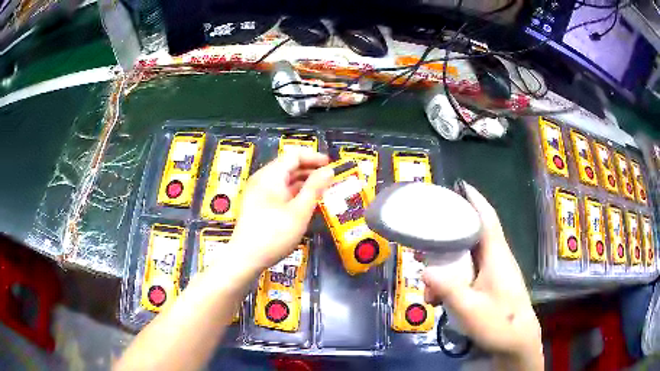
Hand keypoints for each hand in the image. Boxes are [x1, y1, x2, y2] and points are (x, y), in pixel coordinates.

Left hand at [228, 150, 333, 271]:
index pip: (294, 155)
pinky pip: (278, 191)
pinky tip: (305, 203)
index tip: (331, 165)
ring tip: (321, 191)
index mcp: (271, 175)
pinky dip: (293, 193)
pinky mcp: (257, 204)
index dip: (314, 157)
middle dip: (310, 170)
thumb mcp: (300, 211)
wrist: (246, 257)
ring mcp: (258, 192)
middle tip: (330, 179)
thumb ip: (315, 188)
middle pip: (288, 166)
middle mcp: (262, 179)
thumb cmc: (274, 233)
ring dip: (303, 182)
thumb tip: (329, 170)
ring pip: (284, 179)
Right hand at [422, 181, 542, 369]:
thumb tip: (425, 270)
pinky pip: (470, 273)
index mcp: (496, 256)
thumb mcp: (469, 308)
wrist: (518, 342)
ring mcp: (495, 273)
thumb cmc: (499, 323)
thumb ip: (447, 288)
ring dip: (448, 267)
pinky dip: (454, 280)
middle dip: (450, 237)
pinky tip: (440, 299)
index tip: (460, 185)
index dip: (475, 200)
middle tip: (426, 242)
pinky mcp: (492, 285)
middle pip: (473, 236)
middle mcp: (497, 258)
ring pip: (469, 259)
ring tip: (429, 286)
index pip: (487, 219)